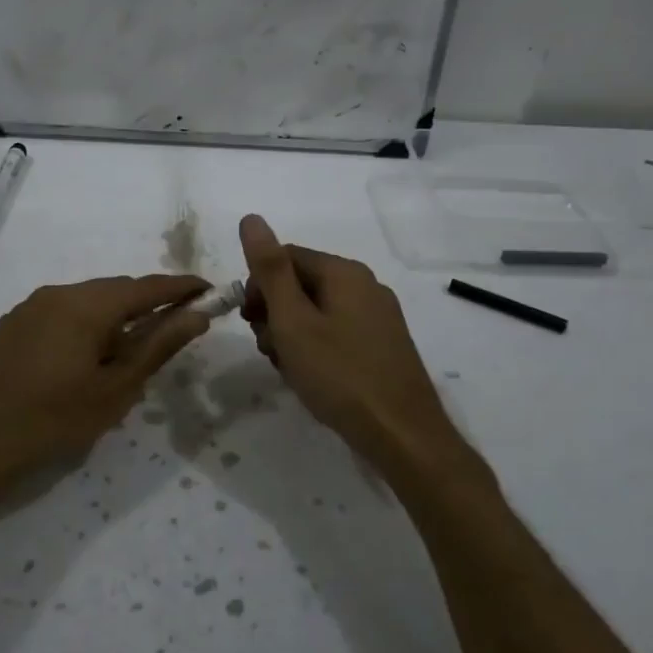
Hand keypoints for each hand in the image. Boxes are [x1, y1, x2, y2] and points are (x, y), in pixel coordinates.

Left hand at [0, 274, 209, 505]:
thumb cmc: (52, 418)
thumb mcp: (115, 389)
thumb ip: (157, 346)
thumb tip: (196, 315)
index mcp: (86, 304)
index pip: (146, 286)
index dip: (181, 287)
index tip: (209, 290)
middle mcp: (57, 293)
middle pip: (115, 291)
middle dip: (147, 305)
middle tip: (174, 329)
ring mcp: (30, 307)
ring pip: (87, 302)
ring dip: (115, 318)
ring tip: (129, 354)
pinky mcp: (12, 326)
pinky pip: (61, 314)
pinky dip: (86, 326)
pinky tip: (86, 360)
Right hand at [238, 215, 471, 478]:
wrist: (403, 435)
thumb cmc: (339, 374)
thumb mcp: (293, 321)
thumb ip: (270, 269)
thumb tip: (252, 217)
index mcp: (344, 273)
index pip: (285, 257)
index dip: (259, 287)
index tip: (250, 322)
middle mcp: (366, 286)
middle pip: (302, 283)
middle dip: (275, 313)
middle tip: (269, 349)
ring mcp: (379, 316)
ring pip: (317, 311)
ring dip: (292, 334)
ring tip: (289, 368)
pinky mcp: (384, 344)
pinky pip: (337, 332)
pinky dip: (316, 348)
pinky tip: (312, 377)